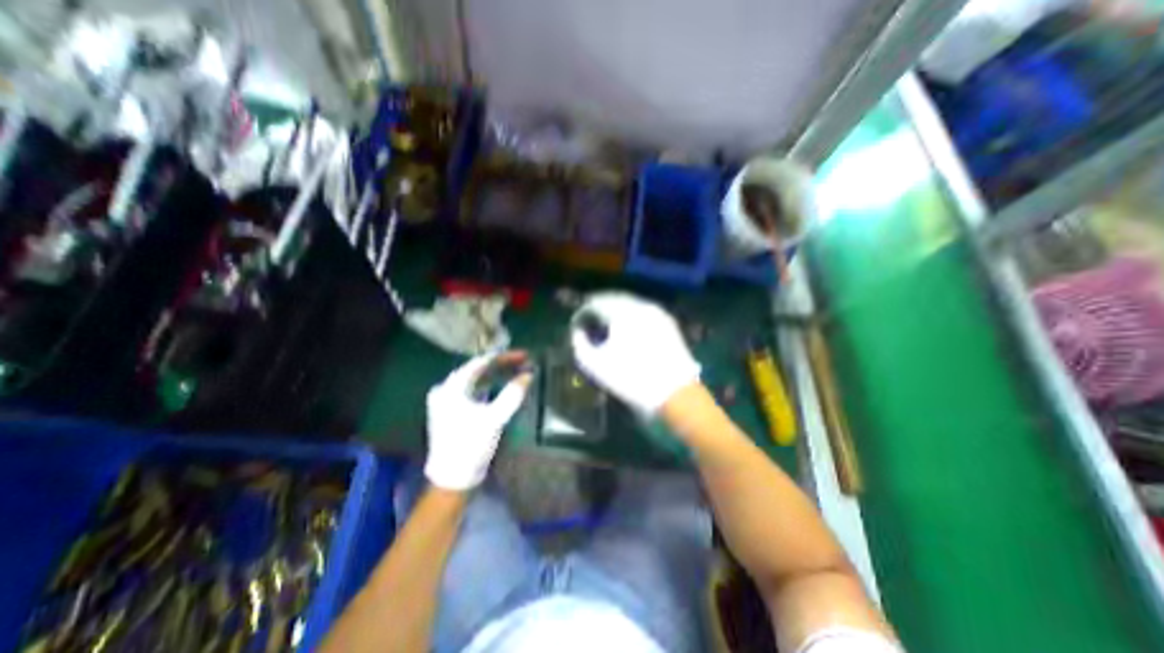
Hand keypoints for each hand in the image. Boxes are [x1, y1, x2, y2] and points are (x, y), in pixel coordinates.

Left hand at [425, 352, 530, 489]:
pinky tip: (503, 386)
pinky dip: (490, 387)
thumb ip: (511, 395)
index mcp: (452, 388)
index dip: (504, 357)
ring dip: (497, 375)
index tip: (524, 355)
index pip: (480, 363)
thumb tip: (528, 375)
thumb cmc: (470, 446)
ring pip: (477, 380)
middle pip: (478, 370)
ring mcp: (449, 401)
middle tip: (524, 362)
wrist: (452, 479)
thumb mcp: (493, 419)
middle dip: (502, 365)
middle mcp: (447, 390)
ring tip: (517, 371)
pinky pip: (475, 391)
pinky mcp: (454, 412)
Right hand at [566, 294, 692, 415]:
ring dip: (615, 312)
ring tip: (606, 326)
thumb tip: (578, 332)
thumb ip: (580, 344)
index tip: (576, 325)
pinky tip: (627, 330)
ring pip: (630, 304)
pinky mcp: (668, 323)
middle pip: (613, 299)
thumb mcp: (596, 365)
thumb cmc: (631, 378)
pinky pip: (643, 312)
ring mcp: (657, 312)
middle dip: (598, 309)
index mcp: (622, 312)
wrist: (675, 393)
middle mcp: (641, 305)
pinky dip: (631, 317)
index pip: (595, 303)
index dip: (582, 313)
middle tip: (589, 321)